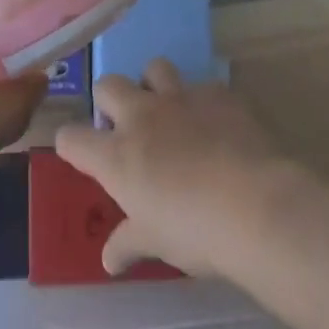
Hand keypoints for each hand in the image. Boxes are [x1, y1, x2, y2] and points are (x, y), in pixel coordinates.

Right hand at [54, 59, 290, 277]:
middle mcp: (142, 116)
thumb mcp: (156, 244)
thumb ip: (128, 244)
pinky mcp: (217, 93)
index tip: (81, 154)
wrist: (256, 205)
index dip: (71, 144)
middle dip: (111, 101)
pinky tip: (218, 126)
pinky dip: (204, 102)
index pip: (71, 138)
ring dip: (154, 86)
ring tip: (169, 113)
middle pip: (108, 86)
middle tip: (127, 130)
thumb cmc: (196, 231)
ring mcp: (181, 98)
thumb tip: (109, 260)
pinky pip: (203, 86)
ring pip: (154, 68)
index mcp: (117, 155)